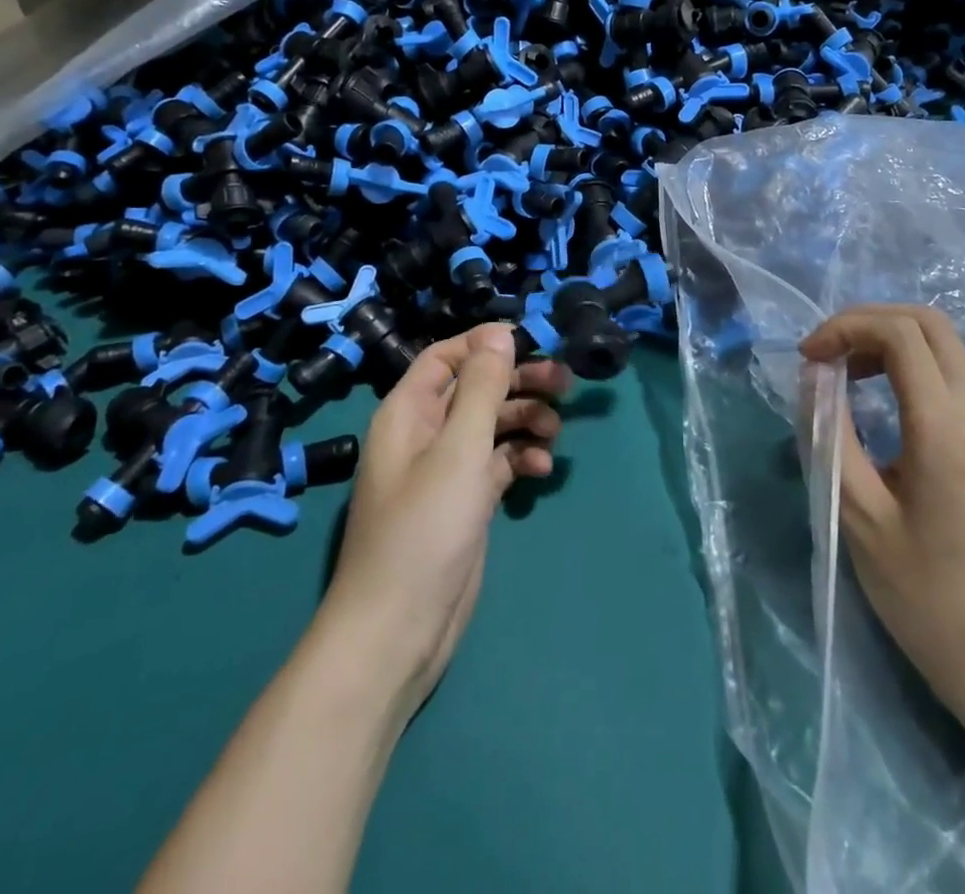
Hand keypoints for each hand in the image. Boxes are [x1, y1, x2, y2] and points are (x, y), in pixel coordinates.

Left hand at [319, 325, 568, 720]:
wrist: (399, 630)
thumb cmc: (424, 529)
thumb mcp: (459, 449)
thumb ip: (482, 388)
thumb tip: (498, 332)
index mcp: (409, 411)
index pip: (447, 356)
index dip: (486, 344)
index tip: (534, 342)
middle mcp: (425, 433)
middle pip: (476, 388)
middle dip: (518, 382)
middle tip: (565, 383)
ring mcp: (446, 469)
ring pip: (492, 424)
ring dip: (525, 420)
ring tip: (555, 431)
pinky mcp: (466, 500)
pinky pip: (498, 462)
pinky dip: (521, 458)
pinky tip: (542, 469)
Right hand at [801, 304, 964, 713]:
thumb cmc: (927, 598)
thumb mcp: (859, 519)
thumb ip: (830, 437)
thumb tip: (814, 378)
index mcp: (945, 430)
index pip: (901, 334)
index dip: (845, 327)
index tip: (808, 359)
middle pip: (930, 323)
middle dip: (869, 321)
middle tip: (826, 353)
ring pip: (945, 348)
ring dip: (890, 343)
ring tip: (846, 376)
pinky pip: (954, 379)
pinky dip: (911, 369)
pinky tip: (883, 407)